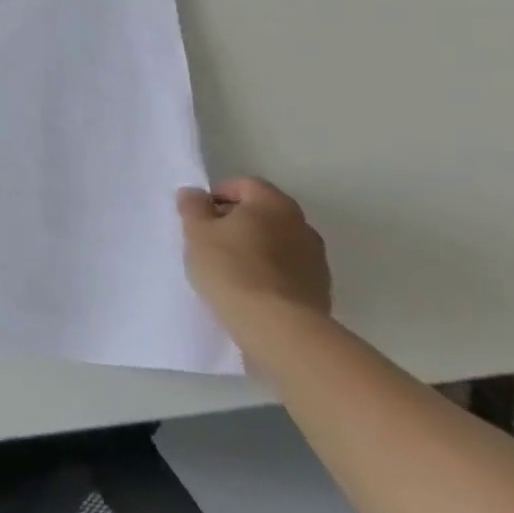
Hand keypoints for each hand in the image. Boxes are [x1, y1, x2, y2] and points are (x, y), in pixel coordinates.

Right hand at [177, 176, 330, 337]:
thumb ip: (193, 206)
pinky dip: (269, 271)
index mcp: (274, 204)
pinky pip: (288, 269)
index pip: (245, 184)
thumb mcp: (196, 231)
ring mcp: (316, 260)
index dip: (219, 194)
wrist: (279, 328)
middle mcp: (302, 225)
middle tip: (211, 239)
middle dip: (237, 220)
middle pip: (264, 212)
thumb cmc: (232, 268)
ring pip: (277, 241)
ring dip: (255, 246)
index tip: (200, 215)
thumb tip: (196, 194)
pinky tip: (250, 288)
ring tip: (230, 267)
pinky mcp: (321, 290)